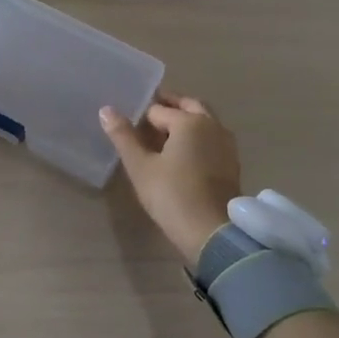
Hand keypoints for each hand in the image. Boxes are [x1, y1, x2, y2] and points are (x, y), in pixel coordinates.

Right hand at [100, 92, 241, 270]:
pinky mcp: (232, 161)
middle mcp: (212, 124)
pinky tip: (185, 154)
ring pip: (204, 120)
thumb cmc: (172, 196)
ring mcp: (226, 143)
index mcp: (189, 121)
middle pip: (188, 105)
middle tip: (148, 116)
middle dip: (169, 105)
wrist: (212, 232)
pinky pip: (212, 137)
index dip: (142, 117)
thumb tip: (106, 109)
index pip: (158, 109)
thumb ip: (123, 136)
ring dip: (186, 119)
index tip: (130, 124)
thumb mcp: (140, 167)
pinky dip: (198, 136)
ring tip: (164, 135)